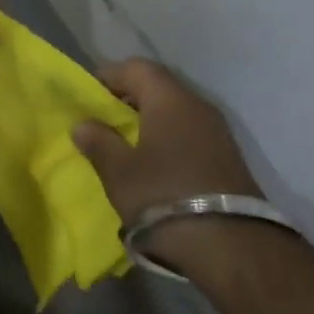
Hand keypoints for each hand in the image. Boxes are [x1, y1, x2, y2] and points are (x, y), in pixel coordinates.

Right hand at [74, 58, 260, 225]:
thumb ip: (98, 141)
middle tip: (103, 120)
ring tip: (125, 144)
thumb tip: (83, 124)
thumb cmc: (163, 195)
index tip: (88, 97)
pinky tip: (154, 162)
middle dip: (128, 98)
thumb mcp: (118, 171)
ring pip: (175, 110)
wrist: (230, 246)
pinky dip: (168, 137)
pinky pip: (189, 132)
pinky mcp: (227, 157)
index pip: (136, 68)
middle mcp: (197, 105)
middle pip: (158, 86)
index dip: (109, 76)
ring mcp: (217, 131)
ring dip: (149, 120)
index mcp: (169, 99)